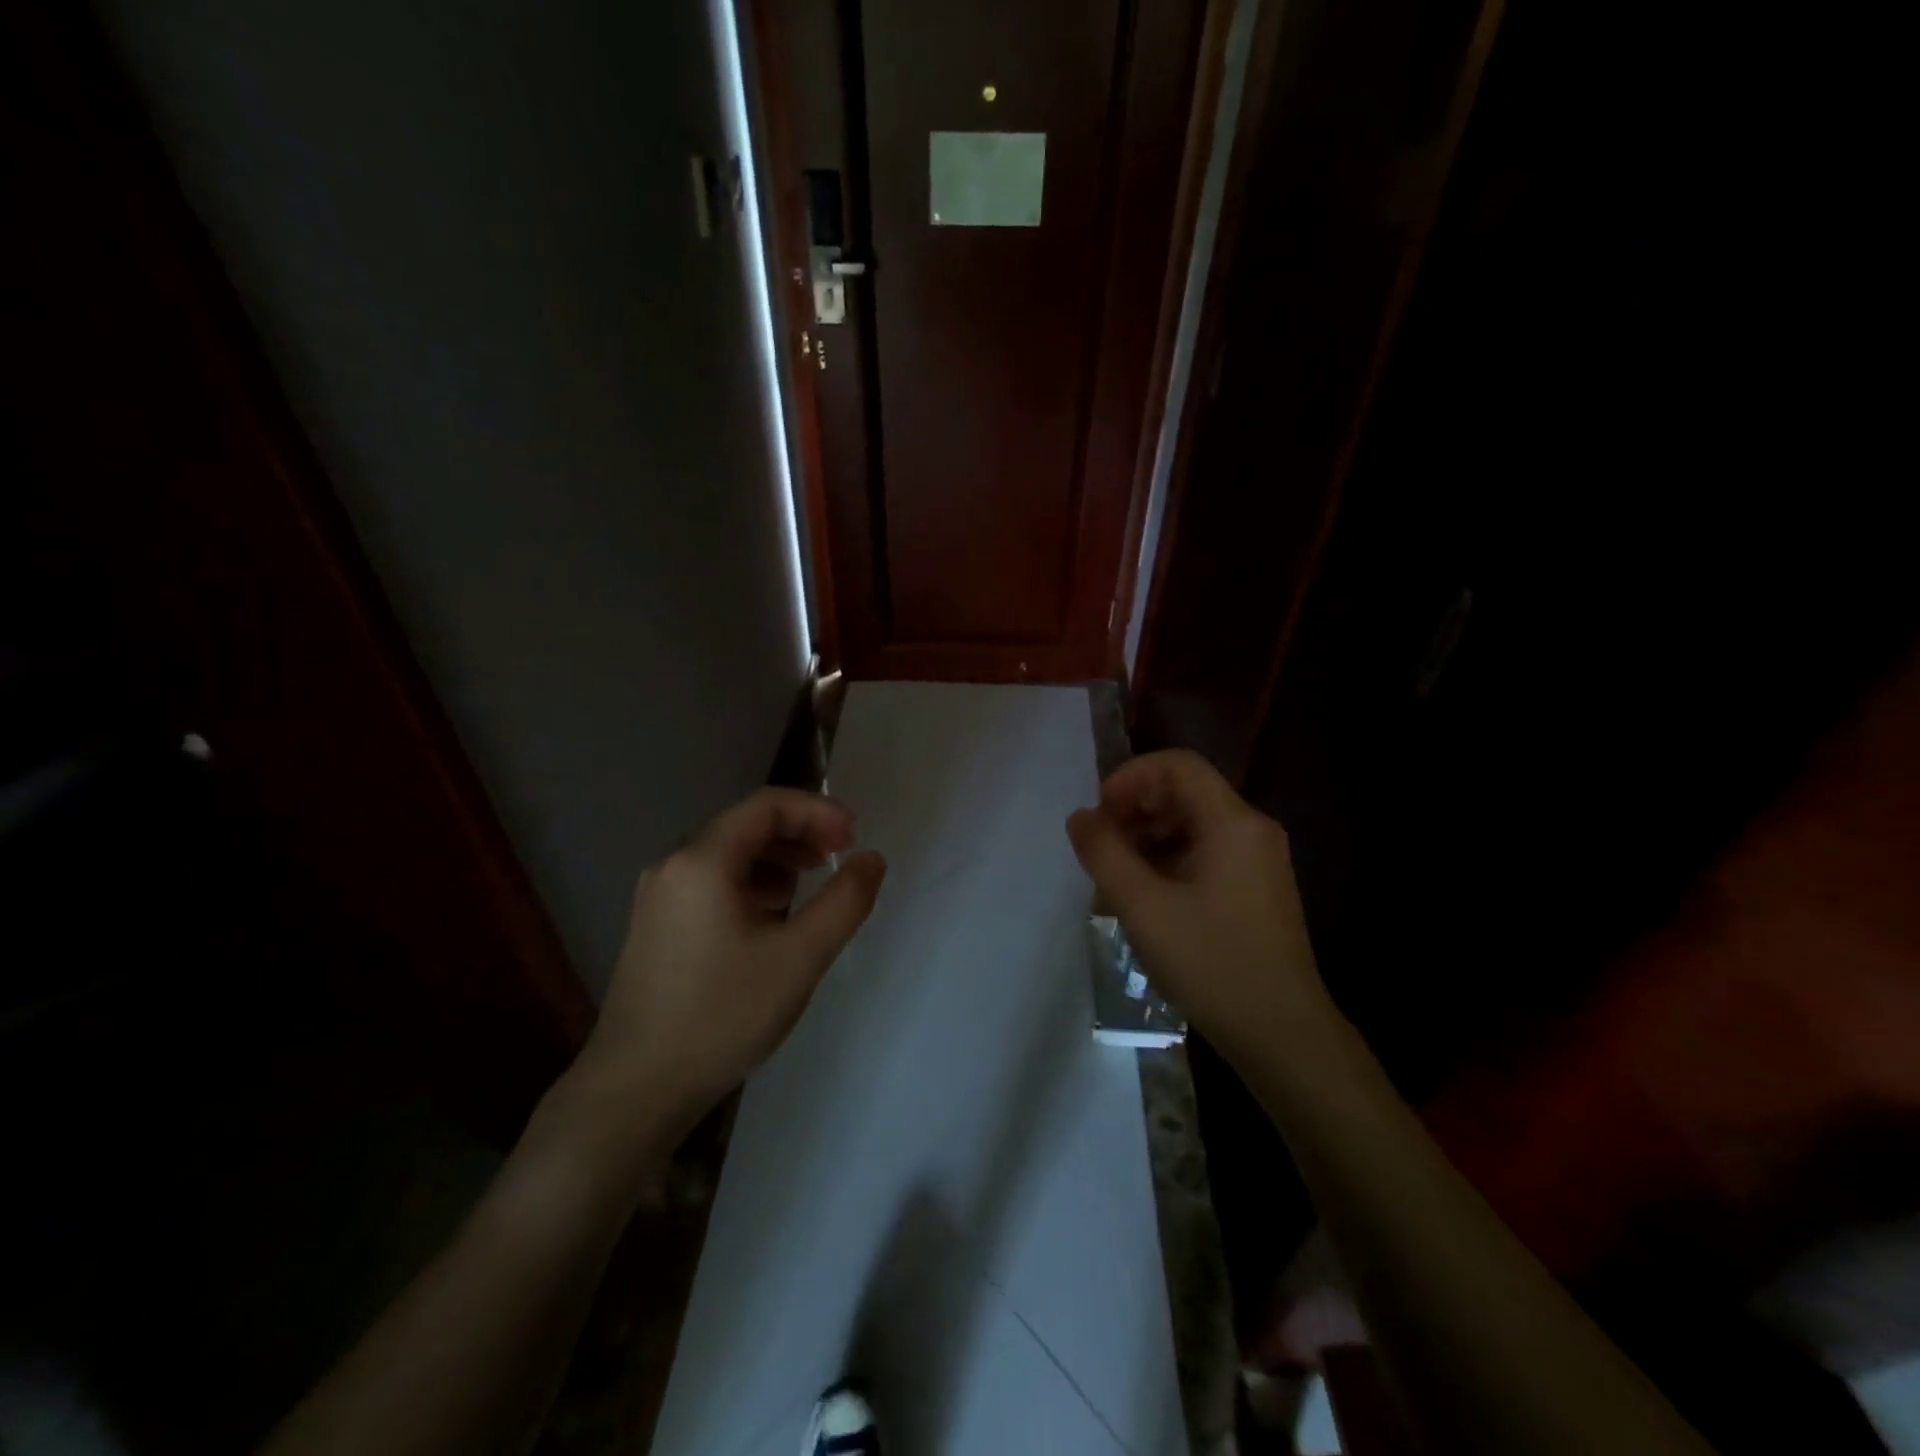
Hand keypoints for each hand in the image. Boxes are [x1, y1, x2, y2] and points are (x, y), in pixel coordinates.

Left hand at [576, 788, 886, 1121]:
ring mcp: (659, 895)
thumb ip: (845, 902)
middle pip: (747, 825)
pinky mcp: (656, 924)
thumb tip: (872, 859)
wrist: (636, 1089)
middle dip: (800, 833)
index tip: (854, 837)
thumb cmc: (722, 1016)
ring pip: (729, 853)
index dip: (818, 811)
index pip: (767, 805)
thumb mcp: (799, 958)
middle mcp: (673, 865)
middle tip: (840, 857)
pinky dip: (751, 882)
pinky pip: (712, 881)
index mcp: (702, 861)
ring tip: (811, 883)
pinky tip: (772, 916)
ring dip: (777, 857)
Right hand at [1066, 750, 1330, 1065]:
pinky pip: (1206, 851)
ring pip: (1193, 824)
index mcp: (1232, 822)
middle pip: (1184, 792)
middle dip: (1135, 810)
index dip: (1129, 778)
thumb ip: (1105, 854)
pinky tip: (1147, 899)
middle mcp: (1252, 829)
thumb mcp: (1144, 907)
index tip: (1099, 815)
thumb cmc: (1212, 964)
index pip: (1177, 765)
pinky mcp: (1257, 887)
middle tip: (1101, 849)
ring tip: (1117, 878)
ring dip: (1148, 837)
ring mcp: (1259, 859)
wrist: (1283, 1035)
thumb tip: (1080, 817)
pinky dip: (1169, 860)